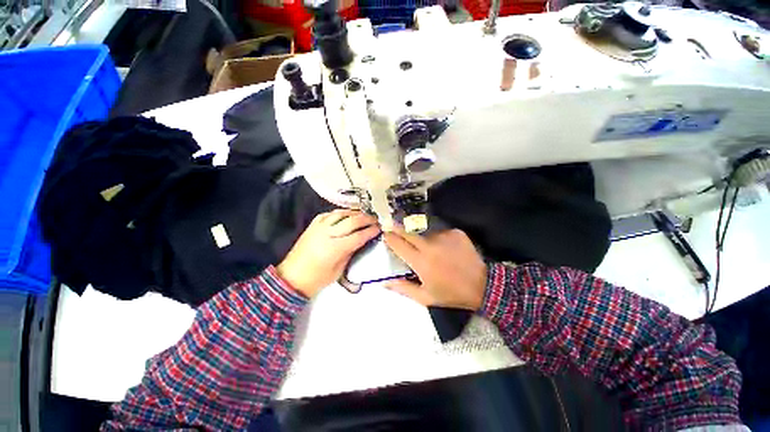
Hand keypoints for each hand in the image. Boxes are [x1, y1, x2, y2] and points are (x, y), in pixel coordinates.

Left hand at [277, 209, 379, 297]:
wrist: (291, 277)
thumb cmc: (317, 279)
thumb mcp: (339, 270)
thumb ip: (350, 253)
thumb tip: (362, 241)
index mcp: (335, 248)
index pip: (358, 236)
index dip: (370, 231)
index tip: (379, 228)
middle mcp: (327, 234)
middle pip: (351, 221)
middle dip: (366, 219)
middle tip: (375, 219)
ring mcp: (319, 227)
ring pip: (340, 213)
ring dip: (354, 213)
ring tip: (363, 215)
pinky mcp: (312, 225)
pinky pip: (328, 214)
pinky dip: (339, 213)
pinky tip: (345, 214)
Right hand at [383, 227, 486, 310]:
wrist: (481, 286)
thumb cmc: (450, 294)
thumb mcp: (425, 297)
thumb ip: (403, 288)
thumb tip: (384, 282)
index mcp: (420, 262)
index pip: (399, 244)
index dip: (390, 238)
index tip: (385, 234)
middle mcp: (430, 246)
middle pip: (408, 232)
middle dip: (398, 229)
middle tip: (393, 227)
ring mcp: (444, 237)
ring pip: (425, 233)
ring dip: (422, 239)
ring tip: (431, 250)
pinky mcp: (455, 233)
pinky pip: (441, 233)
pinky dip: (439, 239)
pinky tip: (446, 249)